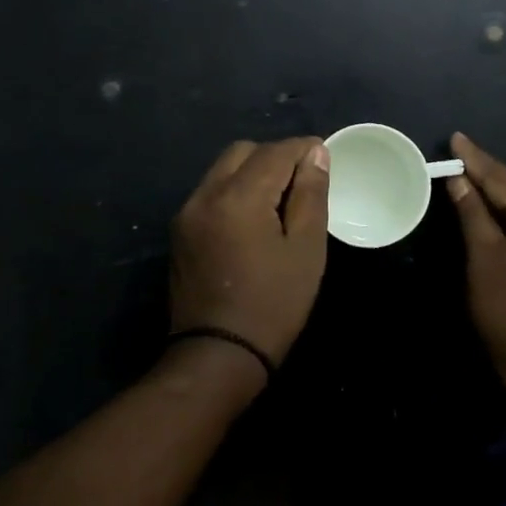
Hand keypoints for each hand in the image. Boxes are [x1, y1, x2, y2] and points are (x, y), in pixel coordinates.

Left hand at [169, 137, 330, 370]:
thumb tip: (316, 153)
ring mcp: (187, 213)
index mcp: (238, 196)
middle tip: (302, 183)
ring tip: (280, 202)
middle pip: (243, 152)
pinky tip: (253, 219)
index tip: (325, 159)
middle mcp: (205, 194)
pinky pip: (211, 193)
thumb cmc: (273, 304)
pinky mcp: (180, 231)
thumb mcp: (306, 249)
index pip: (276, 151)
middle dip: (275, 157)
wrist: (218, 356)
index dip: (304, 149)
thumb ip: (311, 194)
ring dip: (253, 173)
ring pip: (223, 170)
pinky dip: (235, 191)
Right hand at [446, 132, 505, 390]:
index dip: (475, 160)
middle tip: (460, 159)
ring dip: (504, 198)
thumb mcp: (484, 259)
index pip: (505, 178)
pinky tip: (502, 216)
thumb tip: (458, 179)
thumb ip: (473, 213)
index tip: (455, 138)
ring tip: (475, 182)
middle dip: (490, 177)